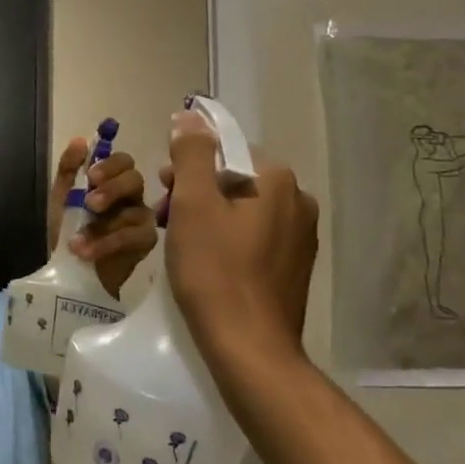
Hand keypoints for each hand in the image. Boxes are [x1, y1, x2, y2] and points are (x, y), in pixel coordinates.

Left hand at [48, 137, 156, 298]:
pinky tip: (86, 251)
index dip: (111, 164)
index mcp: (111, 182)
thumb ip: (69, 170)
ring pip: (136, 210)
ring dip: (103, 224)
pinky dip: (108, 243)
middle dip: (113, 188)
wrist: (67, 274)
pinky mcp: (146, 243)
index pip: (123, 161)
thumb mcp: (61, 199)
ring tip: (77, 239)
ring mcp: (142, 220)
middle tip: (91, 203)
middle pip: (136, 179)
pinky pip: (135, 237)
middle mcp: (131, 197)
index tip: (92, 176)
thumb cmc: (66, 232)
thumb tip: (80, 139)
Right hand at [159, 109, 318, 366]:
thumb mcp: (192, 203)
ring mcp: (300, 237)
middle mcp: (299, 202)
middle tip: (166, 216)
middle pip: (234, 179)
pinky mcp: (293, 267)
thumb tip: (190, 116)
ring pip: (243, 209)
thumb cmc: (215, 270)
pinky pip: (254, 237)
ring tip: (181, 242)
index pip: (225, 151)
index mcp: (278, 180)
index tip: (164, 190)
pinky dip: (227, 239)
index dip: (188, 166)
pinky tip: (207, 262)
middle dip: (196, 191)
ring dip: (209, 215)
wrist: (249, 347)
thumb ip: (191, 154)